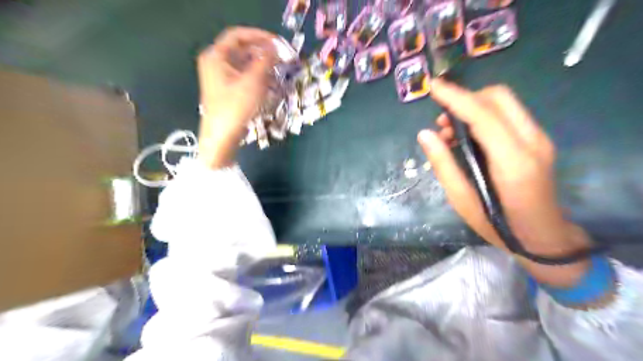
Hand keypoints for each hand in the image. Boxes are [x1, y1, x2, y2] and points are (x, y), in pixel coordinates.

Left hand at [196, 26, 275, 168]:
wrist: (221, 137)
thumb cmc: (235, 107)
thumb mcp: (253, 81)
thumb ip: (265, 61)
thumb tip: (275, 48)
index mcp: (216, 56)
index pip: (238, 35)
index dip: (260, 36)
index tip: (278, 42)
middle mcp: (215, 63)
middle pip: (241, 49)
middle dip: (262, 52)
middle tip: (281, 57)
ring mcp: (220, 77)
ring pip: (243, 64)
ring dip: (261, 65)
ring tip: (278, 70)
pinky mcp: (226, 90)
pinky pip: (243, 76)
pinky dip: (256, 76)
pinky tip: (269, 82)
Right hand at [420, 79, 588, 287]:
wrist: (543, 237)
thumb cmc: (498, 225)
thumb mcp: (462, 200)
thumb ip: (443, 165)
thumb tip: (425, 134)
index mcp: (512, 162)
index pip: (483, 116)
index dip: (456, 98)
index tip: (433, 87)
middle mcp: (531, 142)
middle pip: (499, 98)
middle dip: (466, 98)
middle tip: (441, 118)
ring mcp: (538, 139)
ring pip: (505, 103)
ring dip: (473, 107)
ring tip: (449, 131)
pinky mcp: (537, 141)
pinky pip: (508, 115)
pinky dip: (483, 116)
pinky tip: (467, 136)